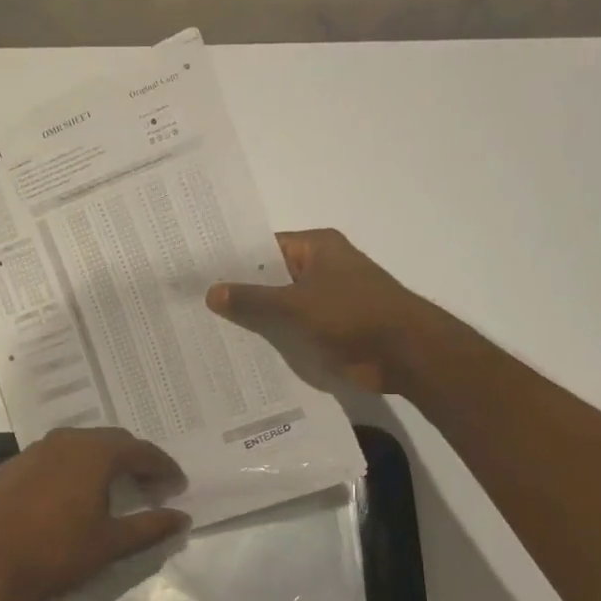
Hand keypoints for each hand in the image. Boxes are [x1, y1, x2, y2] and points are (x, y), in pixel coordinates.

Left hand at [0, 428, 187, 600]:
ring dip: (104, 460)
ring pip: (81, 444)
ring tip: (116, 485)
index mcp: (95, 453)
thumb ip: (150, 526)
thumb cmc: (58, 552)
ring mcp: (36, 450)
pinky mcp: (14, 465)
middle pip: (111, 441)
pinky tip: (74, 490)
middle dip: (135, 459)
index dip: (163, 467)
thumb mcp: (111, 543)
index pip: (140, 451)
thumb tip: (183, 518)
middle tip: (151, 484)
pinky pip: (54, 456)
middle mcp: (66, 440)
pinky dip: (73, 466)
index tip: (178, 485)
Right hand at [207, 228, 428, 393]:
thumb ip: (252, 300)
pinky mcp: (330, 328)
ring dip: (255, 318)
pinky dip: (273, 337)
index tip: (198, 274)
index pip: (263, 247)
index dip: (232, 260)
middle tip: (194, 304)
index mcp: (316, 247)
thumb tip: (211, 292)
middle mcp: (320, 268)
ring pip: (280, 306)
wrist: (405, 353)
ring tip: (207, 329)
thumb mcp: (295, 305)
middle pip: (270, 277)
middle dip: (239, 292)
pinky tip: (240, 350)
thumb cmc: (352, 314)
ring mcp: (326, 299)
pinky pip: (293, 328)